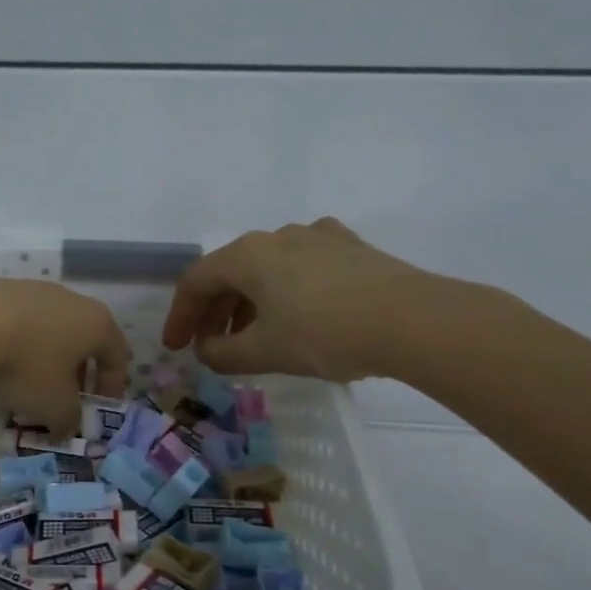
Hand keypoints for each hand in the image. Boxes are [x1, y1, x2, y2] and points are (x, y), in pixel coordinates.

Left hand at [0, 275, 130, 434]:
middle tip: (66, 398)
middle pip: (85, 339)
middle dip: (78, 372)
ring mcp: (36, 290)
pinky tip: (2, 363)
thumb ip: (69, 420)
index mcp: (97, 323)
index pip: (117, 355)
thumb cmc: (27, 364)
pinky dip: (20, 344)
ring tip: (30, 384)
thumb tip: (66, 427)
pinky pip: (22, 322)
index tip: (99, 408)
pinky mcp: (1, 289)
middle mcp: (73, 300)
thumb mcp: (54, 406)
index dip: (112, 385)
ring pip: (52, 329)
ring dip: (47, 358)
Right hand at [161, 219, 458, 381]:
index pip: (196, 282)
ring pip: (267, 268)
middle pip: (231, 271)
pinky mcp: (350, 247)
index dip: (180, 316)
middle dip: (214, 311)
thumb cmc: (324, 334)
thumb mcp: (265, 352)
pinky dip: (286, 290)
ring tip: (253, 336)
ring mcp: (317, 237)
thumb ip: (223, 354)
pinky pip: (302, 266)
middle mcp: (278, 235)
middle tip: (210, 345)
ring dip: (249, 302)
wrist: (413, 320)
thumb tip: (207, 349)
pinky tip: (299, 311)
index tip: (176, 347)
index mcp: (248, 255)